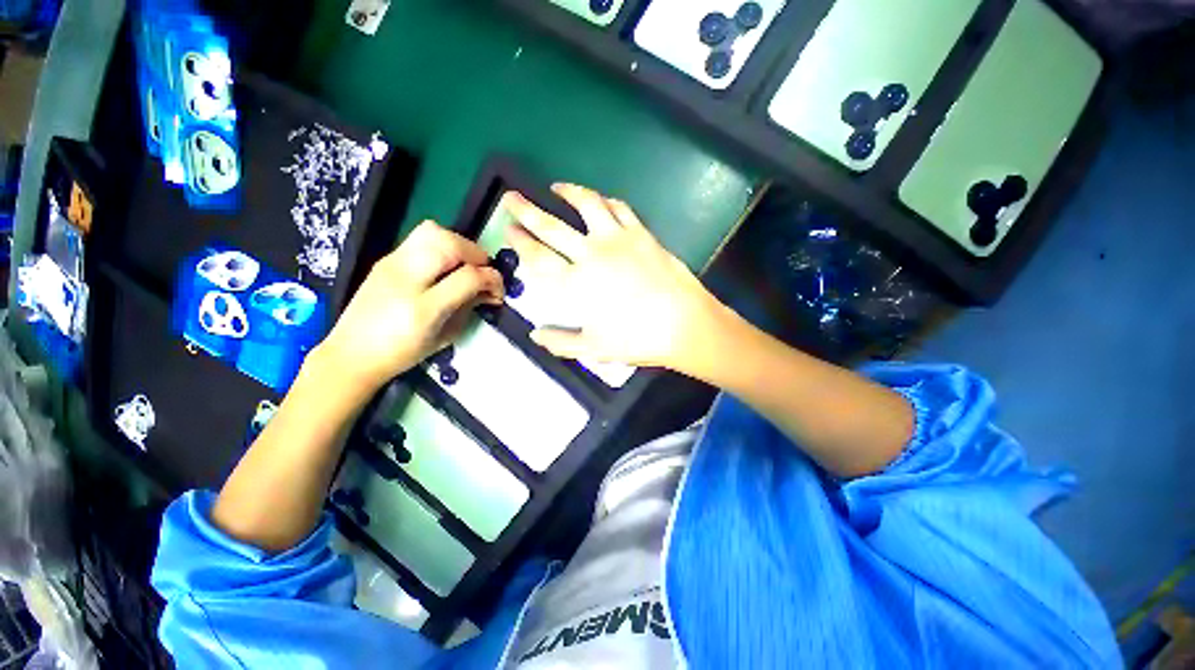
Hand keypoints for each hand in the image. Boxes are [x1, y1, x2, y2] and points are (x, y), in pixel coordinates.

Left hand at [316, 221, 503, 391]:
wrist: (352, 353)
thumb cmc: (403, 353)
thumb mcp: (445, 336)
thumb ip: (469, 307)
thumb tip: (489, 290)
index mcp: (424, 308)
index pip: (469, 277)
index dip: (492, 279)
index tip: (498, 291)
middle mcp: (406, 278)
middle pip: (450, 244)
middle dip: (477, 254)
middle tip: (482, 272)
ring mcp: (392, 264)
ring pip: (433, 231)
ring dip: (459, 244)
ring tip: (465, 264)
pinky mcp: (385, 259)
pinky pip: (420, 238)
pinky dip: (442, 245)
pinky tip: (444, 265)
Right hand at [503, 184, 728, 371]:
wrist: (683, 324)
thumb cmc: (637, 339)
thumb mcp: (594, 348)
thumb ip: (560, 342)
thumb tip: (535, 335)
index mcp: (577, 284)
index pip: (538, 258)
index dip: (520, 242)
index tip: (508, 229)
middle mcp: (592, 254)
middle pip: (552, 227)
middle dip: (527, 210)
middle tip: (512, 197)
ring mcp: (618, 239)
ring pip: (587, 205)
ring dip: (568, 192)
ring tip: (556, 187)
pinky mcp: (641, 233)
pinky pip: (619, 208)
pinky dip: (605, 201)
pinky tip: (599, 200)